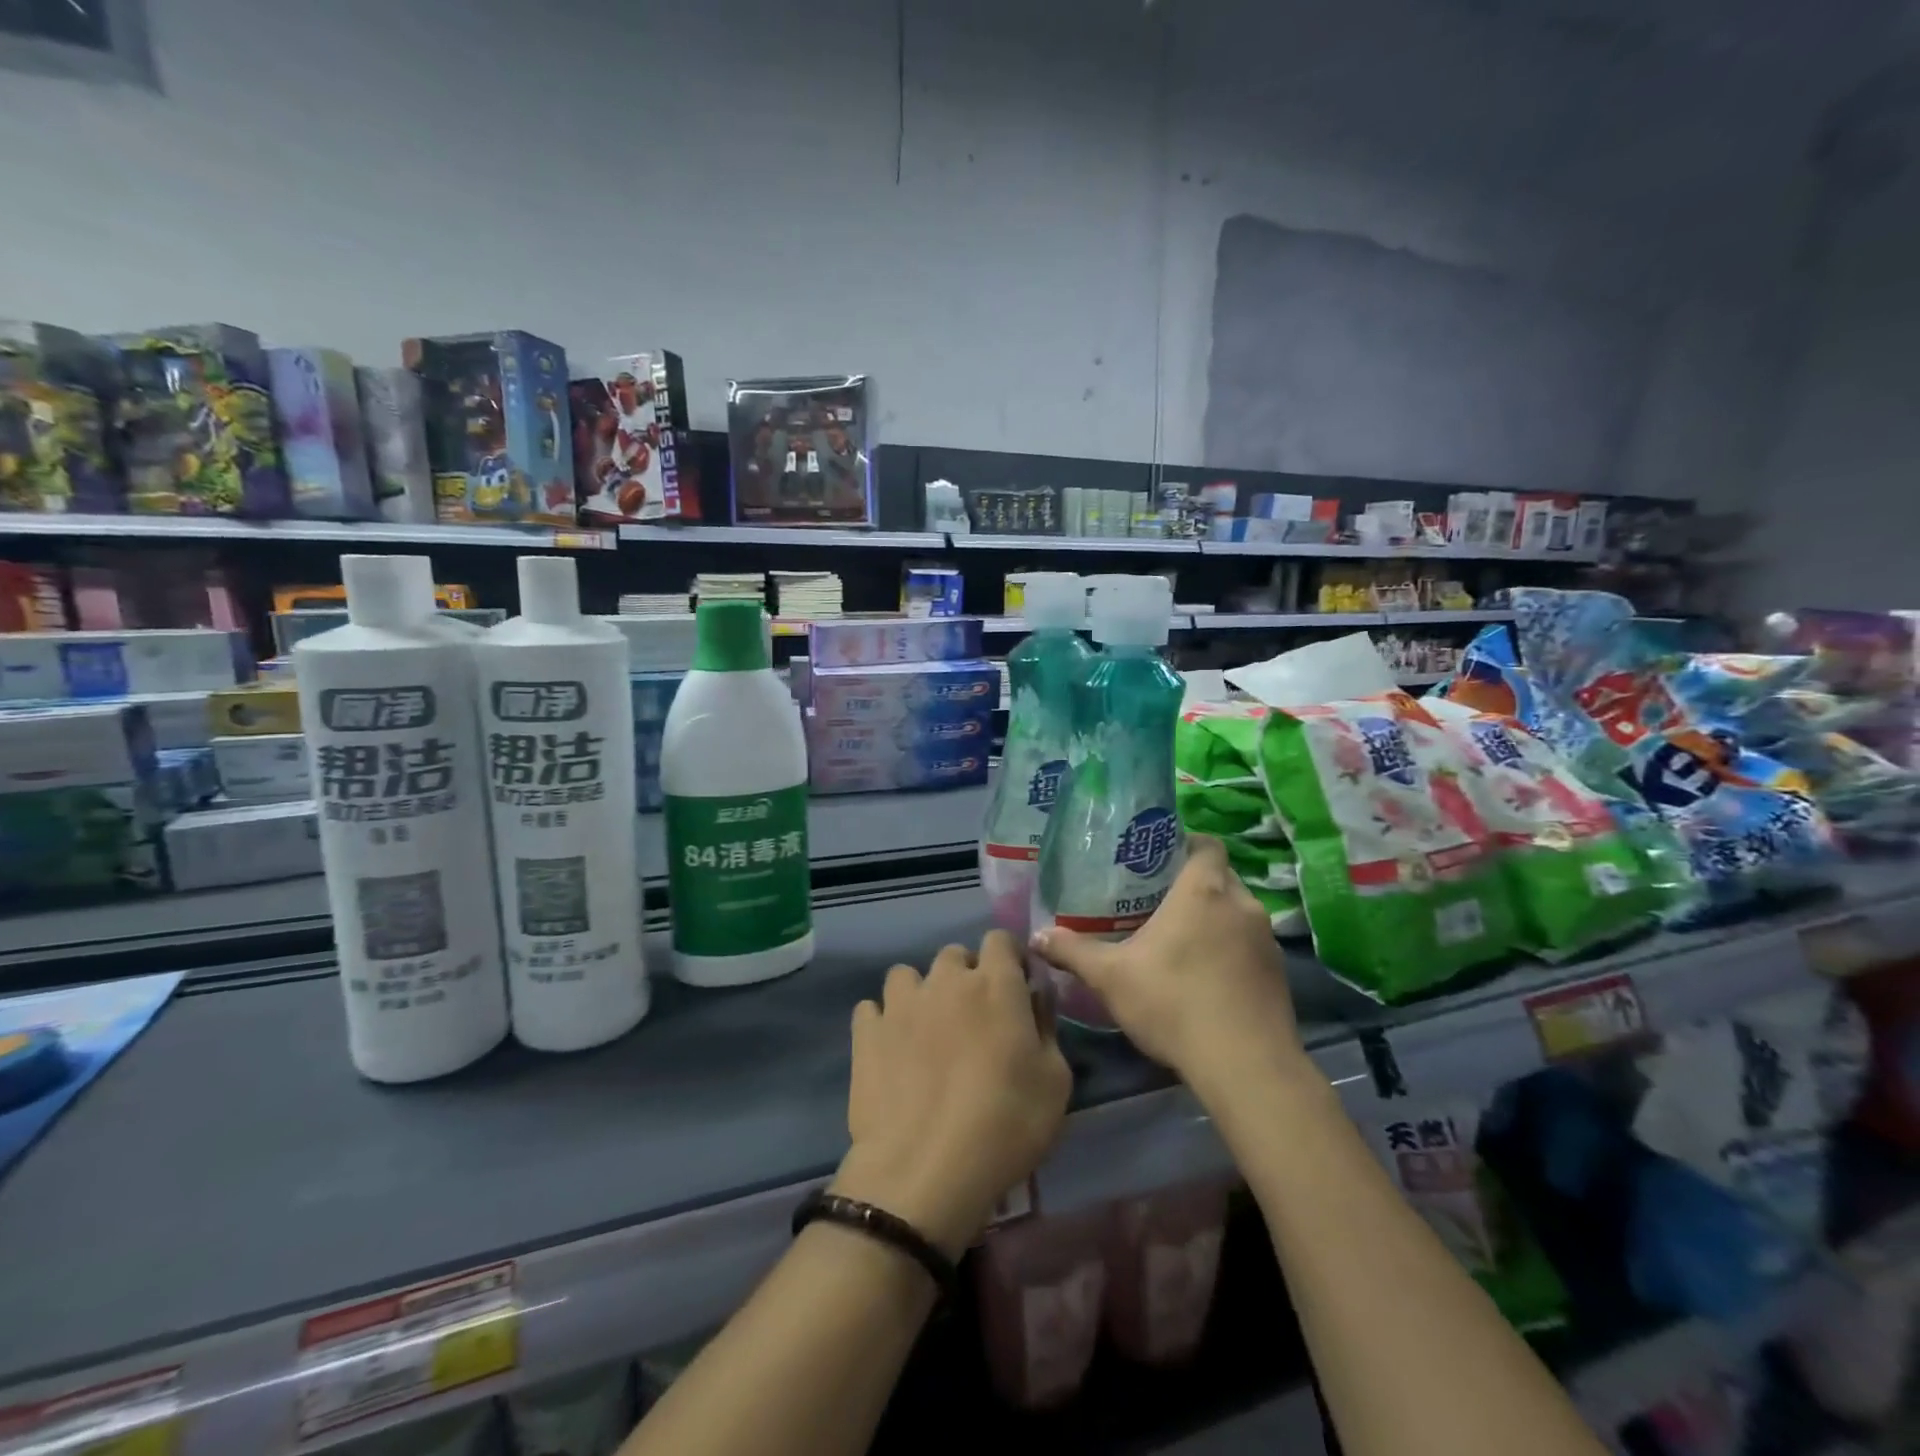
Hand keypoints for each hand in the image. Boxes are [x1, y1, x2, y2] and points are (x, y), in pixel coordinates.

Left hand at [832, 932, 1071, 1257]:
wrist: (926, 1170)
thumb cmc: (1006, 1125)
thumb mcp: (1055, 1082)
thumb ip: (1047, 1027)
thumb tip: (1034, 997)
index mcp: (995, 984)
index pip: (1000, 939)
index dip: (1008, 959)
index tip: (1015, 989)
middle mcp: (946, 980)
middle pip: (954, 955)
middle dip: (965, 976)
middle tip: (973, 1019)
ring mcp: (900, 1003)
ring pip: (908, 975)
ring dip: (920, 994)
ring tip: (926, 1032)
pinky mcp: (866, 1032)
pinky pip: (871, 1009)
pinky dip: (882, 1022)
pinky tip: (891, 1050)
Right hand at [1029, 835, 1302, 1095]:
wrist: (1246, 1066)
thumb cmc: (1174, 1003)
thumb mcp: (1111, 977)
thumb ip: (1073, 951)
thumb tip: (1036, 936)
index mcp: (1204, 891)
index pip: (1207, 844)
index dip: (1187, 843)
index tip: (1160, 857)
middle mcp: (1241, 905)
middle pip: (1221, 875)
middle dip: (1194, 882)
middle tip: (1158, 899)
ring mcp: (1265, 939)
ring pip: (1237, 911)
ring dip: (1215, 918)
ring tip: (1181, 937)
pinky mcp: (1278, 973)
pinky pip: (1250, 943)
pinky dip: (1231, 949)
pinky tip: (1207, 975)